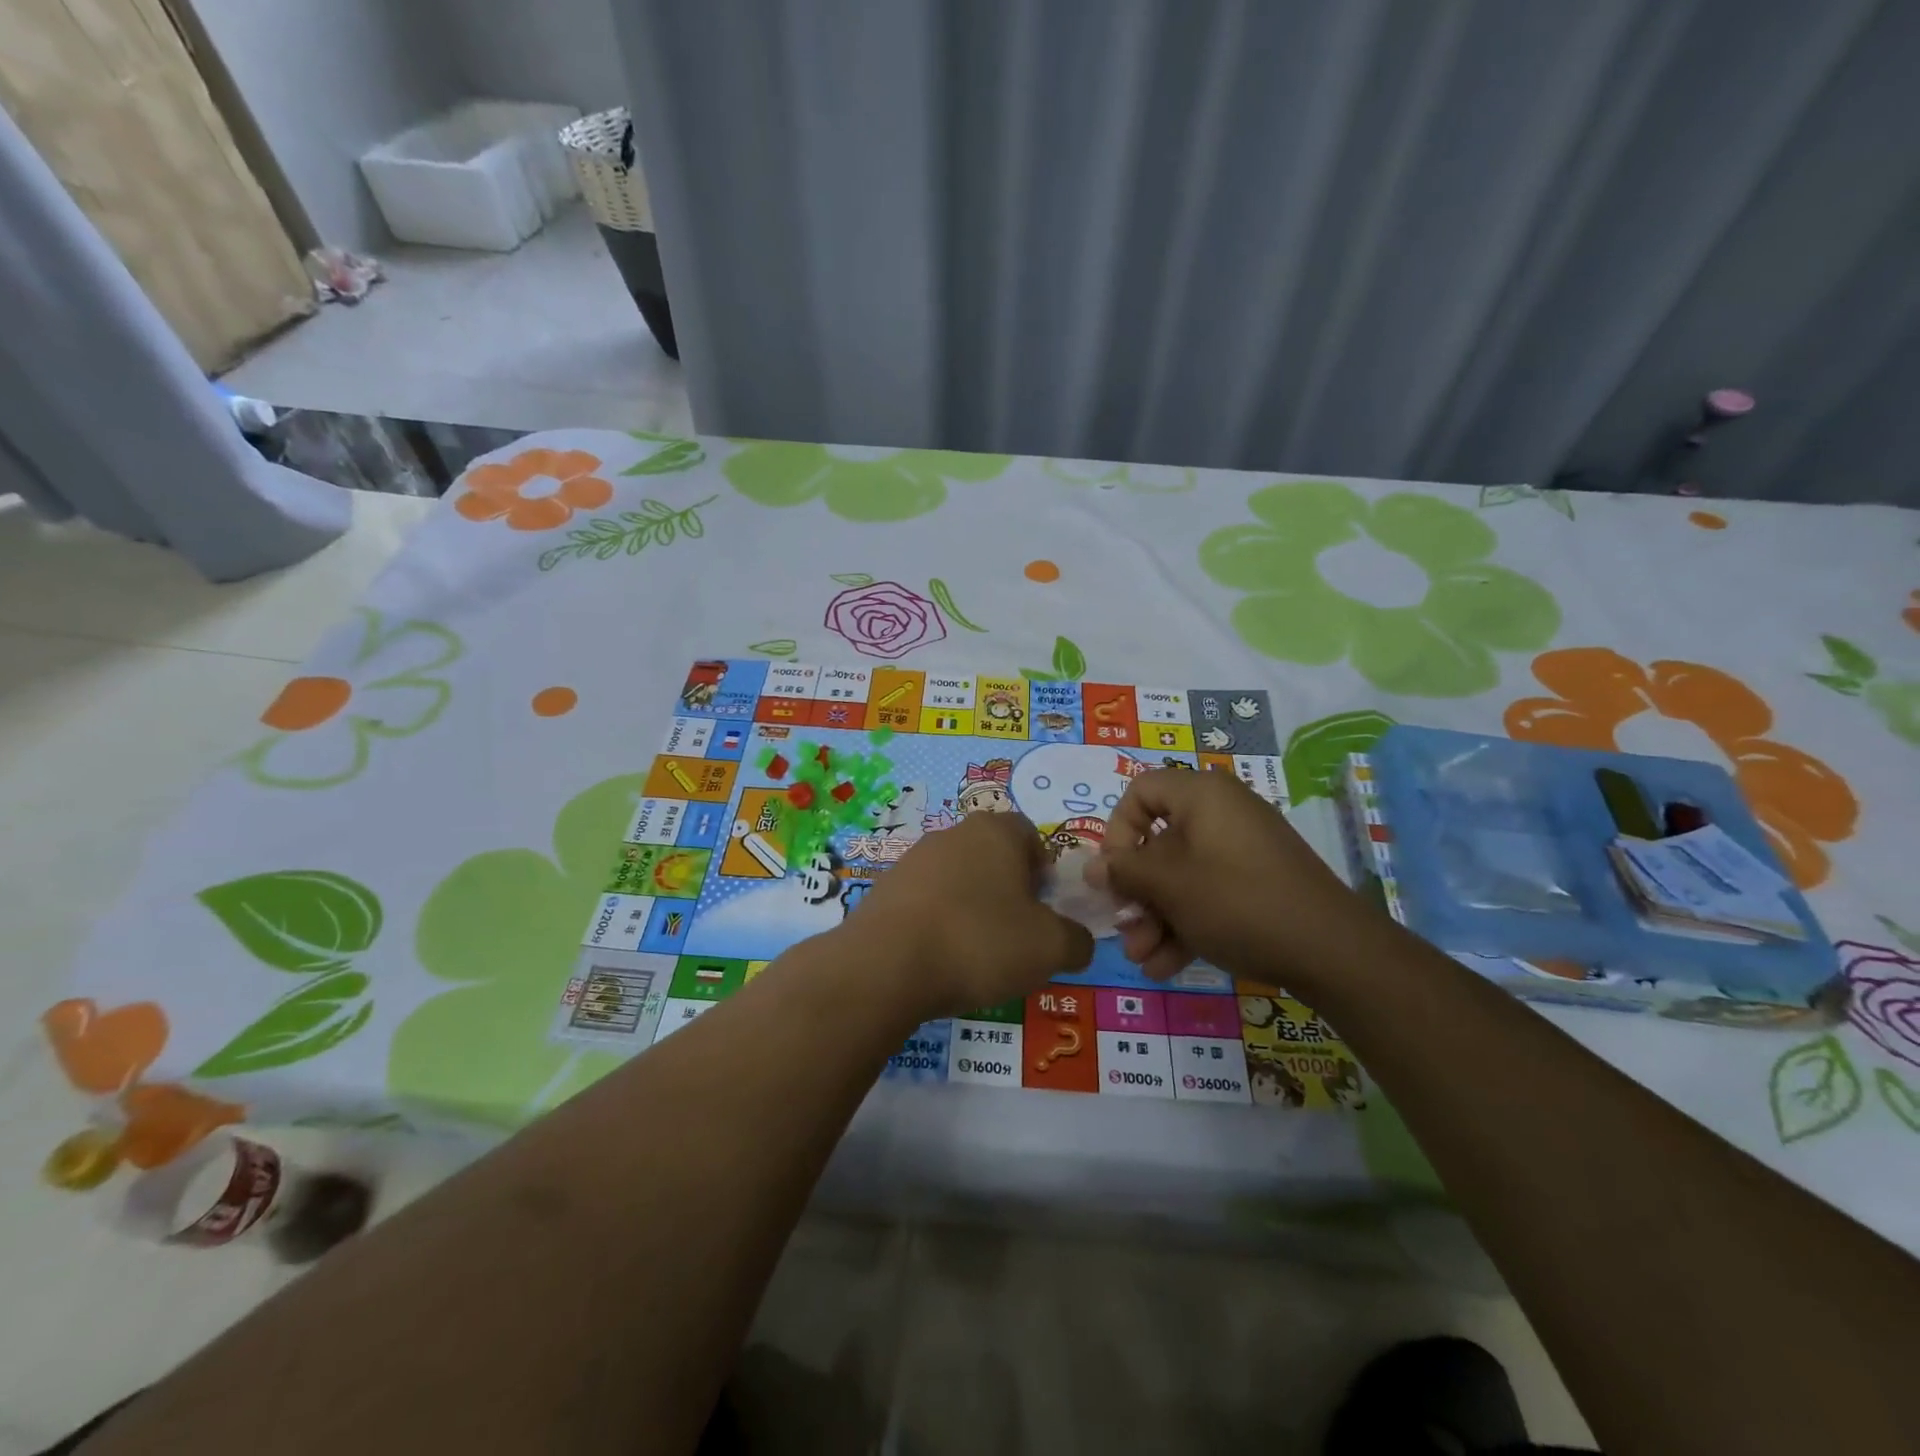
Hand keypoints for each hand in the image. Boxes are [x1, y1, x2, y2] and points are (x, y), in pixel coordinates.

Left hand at [843, 813, 1093, 1020]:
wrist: (886, 964)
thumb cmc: (979, 942)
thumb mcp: (1050, 948)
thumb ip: (1076, 940)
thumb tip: (1077, 940)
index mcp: (995, 832)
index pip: (1029, 834)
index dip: (1043, 868)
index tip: (1044, 905)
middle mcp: (952, 834)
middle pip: (991, 854)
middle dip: (1007, 888)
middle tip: (1016, 930)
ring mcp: (912, 859)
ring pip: (956, 877)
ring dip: (970, 905)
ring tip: (975, 951)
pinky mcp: (883, 888)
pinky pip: (924, 900)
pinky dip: (937, 921)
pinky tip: (938, 956)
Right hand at [1090, 769, 1375, 992]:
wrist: (1332, 951)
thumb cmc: (1238, 901)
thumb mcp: (1170, 886)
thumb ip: (1125, 872)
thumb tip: (1092, 867)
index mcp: (1202, 796)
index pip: (1141, 791)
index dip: (1118, 829)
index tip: (1114, 872)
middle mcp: (1221, 815)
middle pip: (1158, 843)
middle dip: (1135, 893)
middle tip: (1124, 928)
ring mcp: (1241, 852)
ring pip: (1180, 877)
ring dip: (1155, 918)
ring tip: (1143, 960)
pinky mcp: (1256, 885)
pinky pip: (1207, 894)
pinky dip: (1185, 925)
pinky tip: (1166, 966)